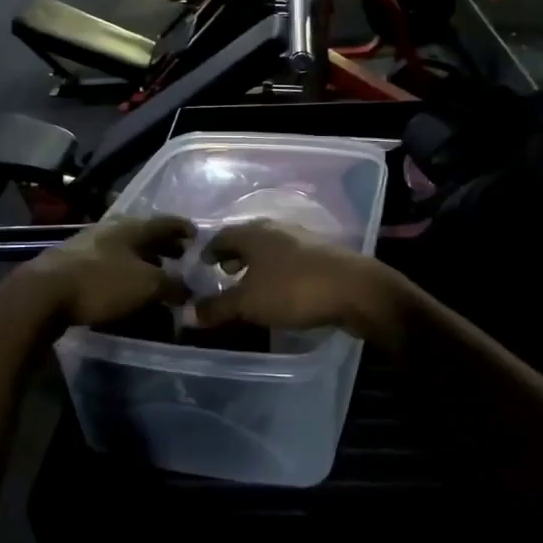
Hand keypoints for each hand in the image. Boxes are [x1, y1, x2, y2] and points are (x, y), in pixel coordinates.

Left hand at [19, 215, 194, 327]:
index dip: (183, 229)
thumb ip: (172, 286)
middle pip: (143, 234)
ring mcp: (87, 244)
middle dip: (163, 245)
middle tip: (179, 257)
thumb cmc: (101, 283)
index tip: (197, 237)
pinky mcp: (70, 263)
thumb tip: (188, 290)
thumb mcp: (147, 286)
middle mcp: (110, 229)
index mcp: (132, 226)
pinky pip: (107, 263)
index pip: (165, 222)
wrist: (42, 294)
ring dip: (142, 259)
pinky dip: (122, 271)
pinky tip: (124, 285)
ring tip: (154, 273)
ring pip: (123, 248)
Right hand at [190, 220, 404, 345]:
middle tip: (224, 273)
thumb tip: (187, 314)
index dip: (209, 250)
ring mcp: (303, 240)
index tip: (201, 264)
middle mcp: (277, 229)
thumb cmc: (293, 290)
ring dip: (257, 264)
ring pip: (271, 249)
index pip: (222, 235)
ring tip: (250, 285)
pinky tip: (280, 290)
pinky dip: (277, 272)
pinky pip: (290, 260)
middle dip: (234, 255)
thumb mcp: (248, 303)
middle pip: (248, 238)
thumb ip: (217, 307)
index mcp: (255, 232)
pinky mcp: (323, 256)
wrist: (355, 290)